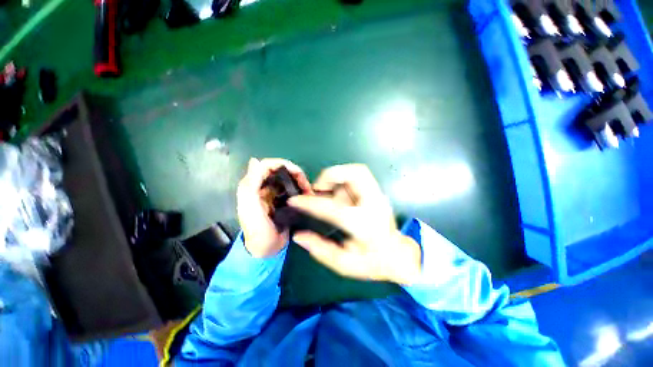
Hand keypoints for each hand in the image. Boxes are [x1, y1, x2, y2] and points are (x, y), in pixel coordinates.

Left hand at [237, 158, 311, 257]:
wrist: (267, 250)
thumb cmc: (257, 230)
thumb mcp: (250, 207)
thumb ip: (251, 184)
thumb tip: (254, 160)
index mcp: (253, 186)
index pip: (266, 165)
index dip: (282, 164)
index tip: (297, 172)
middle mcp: (264, 187)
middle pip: (280, 171)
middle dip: (294, 173)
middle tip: (306, 184)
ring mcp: (274, 195)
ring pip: (288, 180)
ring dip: (299, 182)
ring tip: (308, 190)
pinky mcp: (283, 202)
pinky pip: (292, 190)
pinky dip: (300, 190)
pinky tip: (307, 194)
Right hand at [288, 164, 421, 284]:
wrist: (398, 256)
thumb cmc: (373, 262)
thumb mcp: (344, 264)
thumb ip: (320, 250)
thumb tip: (298, 236)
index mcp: (364, 225)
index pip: (333, 208)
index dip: (310, 203)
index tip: (295, 201)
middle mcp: (373, 204)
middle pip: (355, 173)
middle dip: (331, 176)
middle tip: (317, 189)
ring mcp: (377, 196)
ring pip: (357, 171)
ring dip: (337, 177)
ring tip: (326, 191)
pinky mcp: (377, 193)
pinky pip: (358, 177)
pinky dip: (344, 180)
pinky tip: (338, 194)